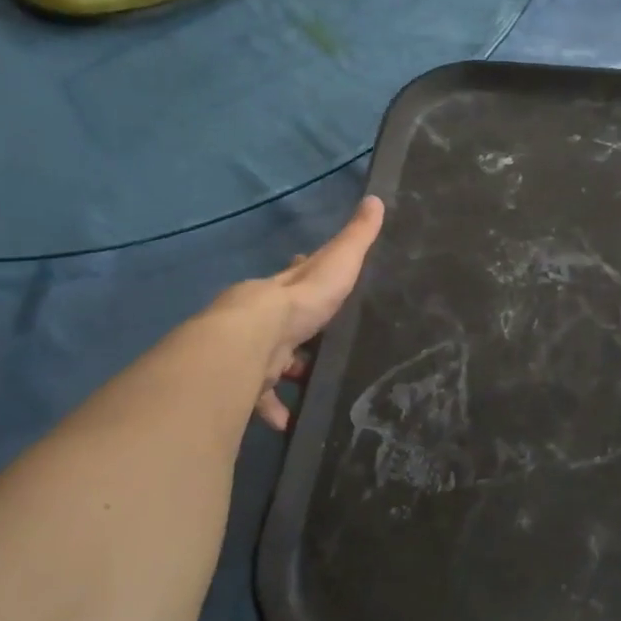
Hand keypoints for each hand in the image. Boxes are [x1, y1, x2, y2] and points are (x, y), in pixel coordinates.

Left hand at [251, 195, 385, 430]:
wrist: (253, 338)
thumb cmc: (299, 302)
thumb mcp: (337, 264)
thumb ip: (356, 238)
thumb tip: (377, 198)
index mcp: (283, 289)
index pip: (295, 275)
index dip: (304, 274)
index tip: (312, 277)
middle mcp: (262, 316)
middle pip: (280, 322)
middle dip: (296, 333)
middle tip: (318, 348)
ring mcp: (250, 349)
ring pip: (268, 362)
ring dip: (285, 375)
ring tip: (310, 387)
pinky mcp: (244, 380)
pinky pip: (258, 398)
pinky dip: (273, 409)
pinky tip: (287, 422)